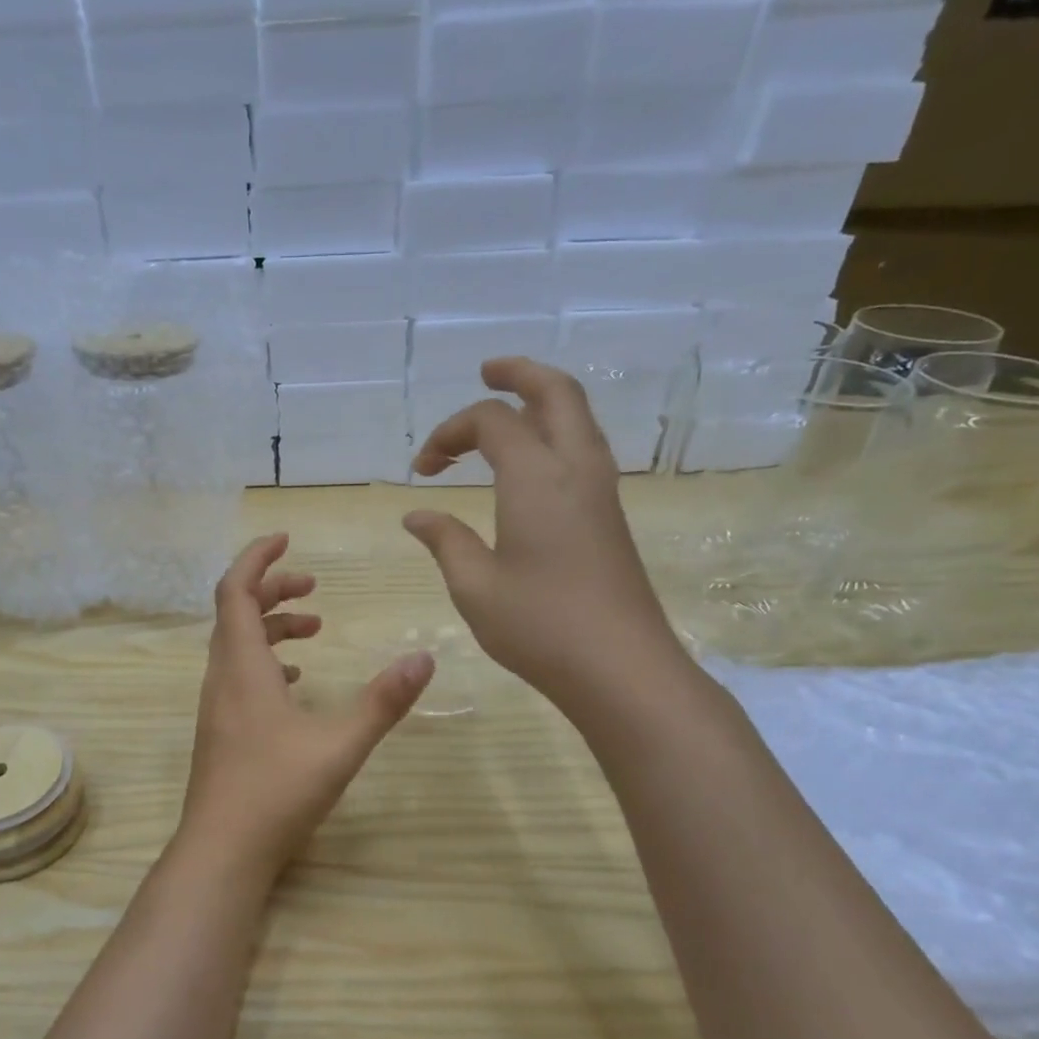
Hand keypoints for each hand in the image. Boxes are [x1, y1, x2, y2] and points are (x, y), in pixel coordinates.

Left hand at [179, 533, 433, 870]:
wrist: (222, 852)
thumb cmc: (276, 793)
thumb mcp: (339, 745)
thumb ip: (382, 702)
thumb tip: (425, 658)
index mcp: (242, 667)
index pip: (235, 591)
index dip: (256, 558)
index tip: (286, 539)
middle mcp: (222, 678)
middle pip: (235, 613)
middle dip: (271, 590)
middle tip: (313, 589)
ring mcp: (217, 707)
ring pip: (236, 645)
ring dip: (270, 627)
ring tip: (314, 628)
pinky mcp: (221, 731)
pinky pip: (239, 675)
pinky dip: (264, 660)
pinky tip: (294, 681)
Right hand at [403, 357, 685, 709]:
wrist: (621, 667)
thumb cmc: (538, 626)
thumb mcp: (474, 585)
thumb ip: (445, 540)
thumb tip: (417, 515)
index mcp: (536, 477)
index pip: (490, 422)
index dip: (448, 434)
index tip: (422, 471)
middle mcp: (575, 469)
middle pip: (555, 393)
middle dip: (519, 374)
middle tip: (487, 372)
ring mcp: (601, 491)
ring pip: (578, 418)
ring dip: (542, 401)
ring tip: (508, 409)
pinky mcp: (611, 516)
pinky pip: (584, 449)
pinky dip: (555, 433)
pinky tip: (533, 463)